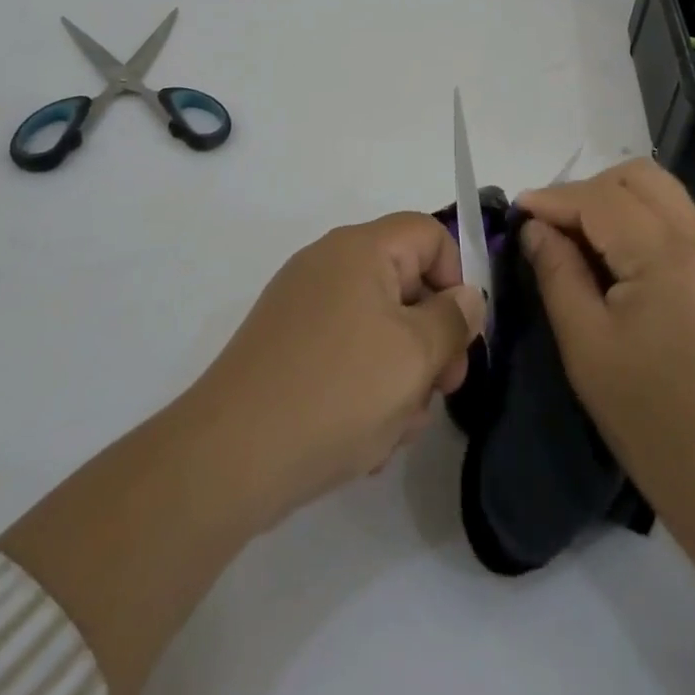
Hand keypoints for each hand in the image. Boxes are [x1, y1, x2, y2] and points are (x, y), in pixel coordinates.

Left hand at [185, 211, 486, 528]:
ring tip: (393, 430)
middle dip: (431, 339)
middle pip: (405, 283)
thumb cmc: (337, 393)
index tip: (461, 336)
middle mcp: (328, 264)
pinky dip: (363, 387)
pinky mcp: (285, 346)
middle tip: (440, 392)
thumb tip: (467, 297)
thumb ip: (454, 319)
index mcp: (360, 249)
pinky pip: (344, 352)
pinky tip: (362, 440)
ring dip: (400, 375)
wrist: (228, 459)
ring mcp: (302, 306)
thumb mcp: (415, 356)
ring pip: (378, 327)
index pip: (429, 234)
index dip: (456, 278)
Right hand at [516, 159, 694, 516]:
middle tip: (551, 224)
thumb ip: (556, 272)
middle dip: (587, 189)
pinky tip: (611, 255)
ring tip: (577, 236)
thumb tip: (535, 227)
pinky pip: (673, 218)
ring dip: (613, 199)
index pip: (602, 199)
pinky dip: (636, 219)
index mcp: (668, 257)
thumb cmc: (648, 416)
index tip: (517, 210)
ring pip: (659, 191)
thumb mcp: (585, 343)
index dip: (554, 199)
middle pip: (638, 176)